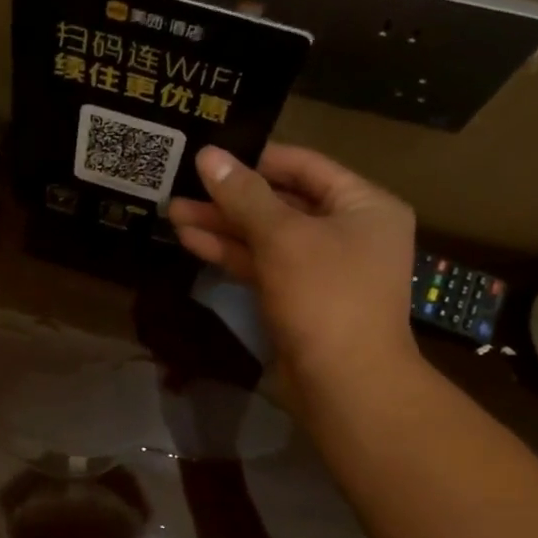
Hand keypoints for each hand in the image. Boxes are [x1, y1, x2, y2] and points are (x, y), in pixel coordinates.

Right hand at [167, 144, 418, 395]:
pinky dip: (232, 254)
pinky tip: (193, 242)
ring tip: (174, 213)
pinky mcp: (298, 299)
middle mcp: (348, 232)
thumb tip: (209, 155)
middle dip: (230, 198)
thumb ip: (244, 196)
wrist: (344, 382)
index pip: (306, 166)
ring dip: (222, 227)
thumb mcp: (282, 237)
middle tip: (182, 187)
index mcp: (364, 206)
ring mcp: (322, 269)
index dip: (257, 159)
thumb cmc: (325, 297)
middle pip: (282, 203)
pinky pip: (263, 266)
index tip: (212, 155)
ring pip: (267, 238)